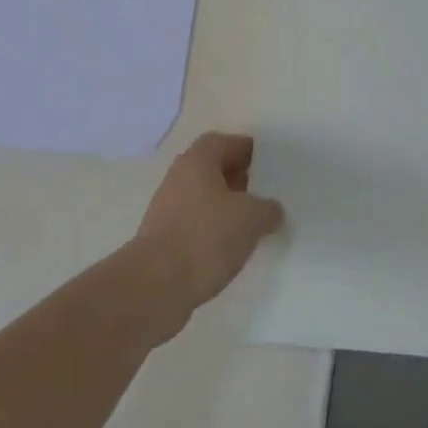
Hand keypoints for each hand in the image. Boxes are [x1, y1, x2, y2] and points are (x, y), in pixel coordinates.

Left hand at [133, 133, 283, 327]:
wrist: (155, 286)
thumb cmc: (205, 237)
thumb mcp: (251, 218)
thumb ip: (268, 209)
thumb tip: (272, 212)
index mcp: (197, 161)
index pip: (223, 142)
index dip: (246, 149)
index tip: (268, 162)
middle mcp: (179, 178)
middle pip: (212, 169)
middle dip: (239, 178)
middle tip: (265, 192)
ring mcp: (168, 209)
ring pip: (204, 198)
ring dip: (227, 207)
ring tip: (253, 223)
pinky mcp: (164, 239)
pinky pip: (196, 224)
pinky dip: (214, 230)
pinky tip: (231, 248)